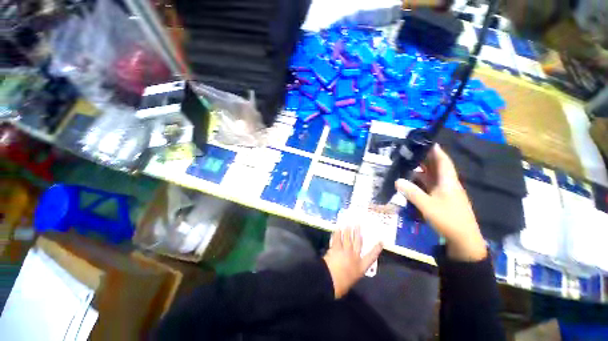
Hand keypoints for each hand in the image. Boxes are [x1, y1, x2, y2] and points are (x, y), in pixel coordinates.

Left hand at [323, 226, 382, 298]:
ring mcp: (344, 251)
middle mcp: (354, 256)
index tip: (381, 242)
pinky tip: (337, 228)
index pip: (371, 256)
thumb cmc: (342, 285)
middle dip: (358, 232)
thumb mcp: (353, 279)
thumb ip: (353, 271)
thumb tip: (351, 268)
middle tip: (358, 224)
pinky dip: (337, 233)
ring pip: (347, 238)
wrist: (330, 281)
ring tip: (348, 223)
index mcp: (361, 266)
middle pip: (357, 242)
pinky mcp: (335, 248)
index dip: (376, 249)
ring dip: (348, 230)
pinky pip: (337, 238)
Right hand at [395, 144, 486, 261]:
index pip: (443, 161)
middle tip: (411, 151)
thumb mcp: (428, 206)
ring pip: (433, 176)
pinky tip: (412, 180)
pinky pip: (430, 185)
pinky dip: (421, 180)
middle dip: (425, 158)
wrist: (463, 240)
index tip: (425, 141)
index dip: (436, 150)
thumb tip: (397, 180)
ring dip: (422, 169)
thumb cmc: (448, 220)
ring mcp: (444, 192)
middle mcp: (447, 184)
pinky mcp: (441, 199)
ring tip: (408, 163)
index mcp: (448, 181)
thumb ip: (412, 192)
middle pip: (437, 167)